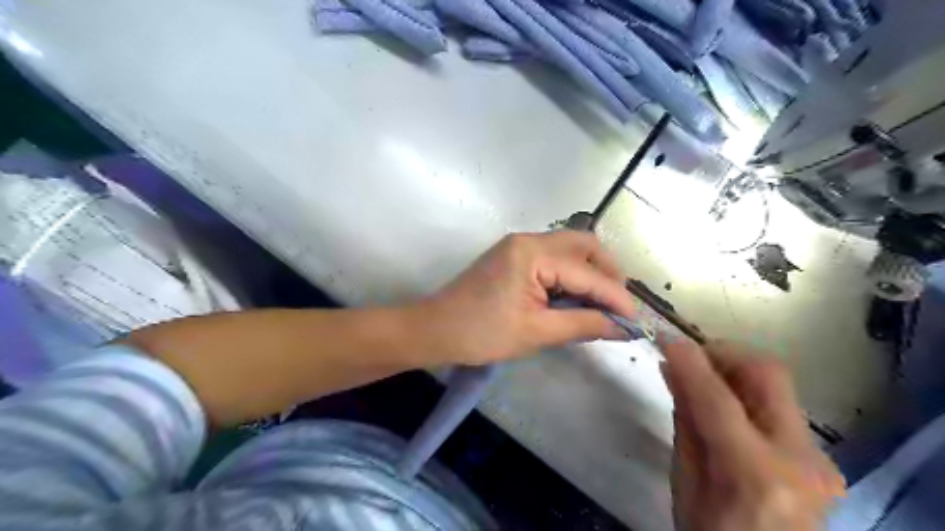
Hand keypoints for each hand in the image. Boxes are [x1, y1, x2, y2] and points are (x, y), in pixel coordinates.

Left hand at [417, 231, 638, 365]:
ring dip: (591, 273)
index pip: (588, 273)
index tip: (637, 321)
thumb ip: (583, 324)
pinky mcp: (514, 256)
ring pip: (570, 249)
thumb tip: (622, 327)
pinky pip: (554, 257)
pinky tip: (577, 297)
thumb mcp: (536, 332)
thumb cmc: (481, 333)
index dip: (616, 298)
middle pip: (584, 245)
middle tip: (618, 306)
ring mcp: (519, 245)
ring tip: (602, 304)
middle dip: (608, 273)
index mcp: (532, 254)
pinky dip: (572, 274)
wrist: (435, 330)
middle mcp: (528, 239)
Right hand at [659, 340, 845, 530]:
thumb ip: (685, 421)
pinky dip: (746, 392)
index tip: (666, 338)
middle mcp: (800, 460)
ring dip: (734, 370)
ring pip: (776, 385)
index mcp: (756, 475)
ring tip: (700, 377)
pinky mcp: (823, 459)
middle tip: (690, 356)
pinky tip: (723, 402)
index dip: (690, 361)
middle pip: (768, 374)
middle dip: (724, 353)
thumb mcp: (684, 482)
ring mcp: (820, 459)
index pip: (718, 398)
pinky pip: (780, 406)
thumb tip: (673, 370)